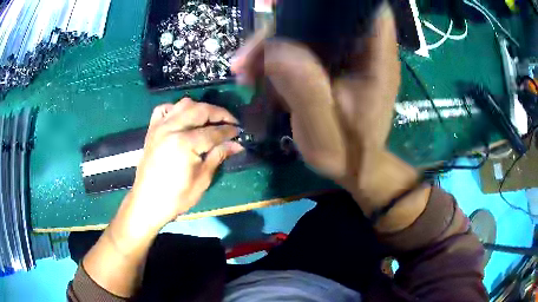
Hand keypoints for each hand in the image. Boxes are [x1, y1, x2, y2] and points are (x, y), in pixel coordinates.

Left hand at [128, 98, 242, 229]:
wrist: (147, 202)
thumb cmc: (176, 197)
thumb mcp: (202, 180)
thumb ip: (218, 156)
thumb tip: (237, 144)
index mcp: (185, 143)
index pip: (213, 131)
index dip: (229, 131)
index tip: (240, 132)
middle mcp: (172, 128)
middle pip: (200, 110)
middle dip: (219, 113)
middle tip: (230, 121)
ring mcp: (160, 127)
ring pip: (183, 104)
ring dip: (200, 108)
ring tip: (210, 119)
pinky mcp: (152, 129)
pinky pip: (164, 109)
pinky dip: (176, 109)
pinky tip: (183, 117)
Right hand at [232, 6, 403, 206]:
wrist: (354, 167)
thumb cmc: (346, 152)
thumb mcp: (324, 131)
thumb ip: (305, 91)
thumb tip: (275, 50)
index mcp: (375, 60)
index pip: (368, 10)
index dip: (338, 1)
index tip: (296, 4)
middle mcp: (363, 50)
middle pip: (326, 15)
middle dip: (285, 22)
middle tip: (252, 44)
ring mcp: (345, 55)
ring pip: (307, 29)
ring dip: (272, 42)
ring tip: (244, 70)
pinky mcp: (330, 62)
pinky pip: (301, 45)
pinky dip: (276, 55)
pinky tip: (255, 74)